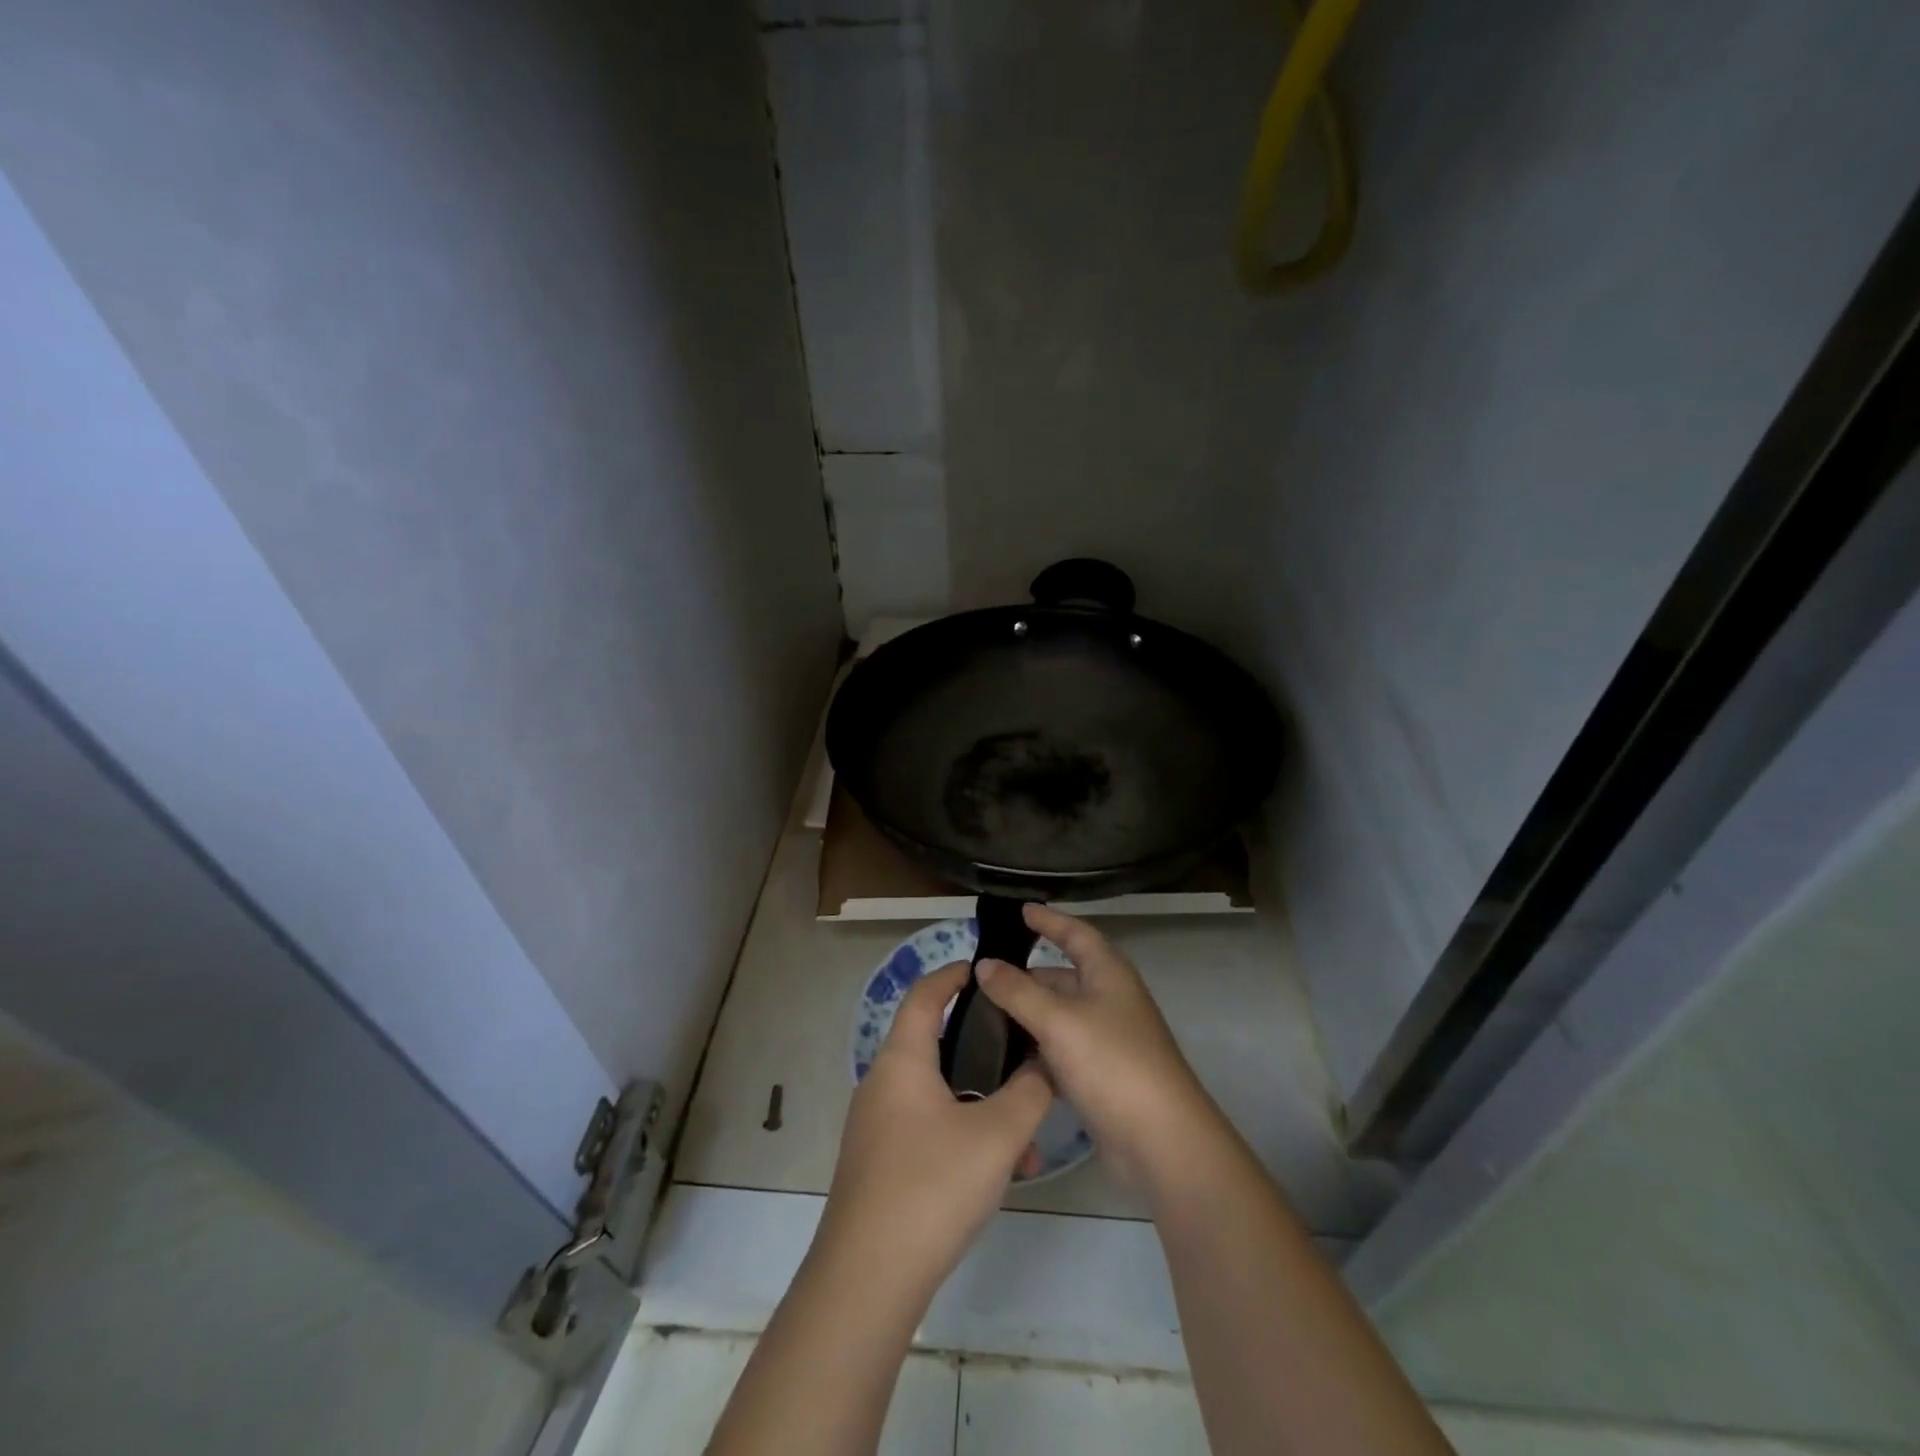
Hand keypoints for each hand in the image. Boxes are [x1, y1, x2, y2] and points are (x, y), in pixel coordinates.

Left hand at [820, 961, 1052, 1296]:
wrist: (868, 1279)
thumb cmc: (932, 1186)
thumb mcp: (997, 1135)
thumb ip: (1029, 1091)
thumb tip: (1045, 1064)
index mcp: (902, 1061)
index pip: (924, 995)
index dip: (952, 975)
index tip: (984, 969)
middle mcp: (882, 1084)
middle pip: (935, 1045)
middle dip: (983, 1051)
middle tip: (1022, 1057)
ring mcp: (877, 1126)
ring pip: (938, 1095)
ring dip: (981, 1106)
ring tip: (1025, 1140)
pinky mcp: (880, 1163)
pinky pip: (928, 1129)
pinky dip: (963, 1135)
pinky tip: (998, 1174)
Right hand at [976, 904, 1218, 1192]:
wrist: (1160, 1140)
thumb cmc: (1112, 1063)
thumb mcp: (1058, 1020)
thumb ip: (1017, 991)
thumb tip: (984, 964)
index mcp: (1108, 973)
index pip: (1075, 933)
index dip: (1049, 920)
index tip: (1021, 910)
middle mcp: (1109, 999)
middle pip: (1063, 976)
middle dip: (1026, 974)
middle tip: (983, 975)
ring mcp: (1106, 1038)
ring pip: (1058, 1015)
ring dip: (1027, 1014)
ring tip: (983, 1015)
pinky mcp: (1100, 1074)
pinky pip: (1061, 1049)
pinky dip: (1036, 1048)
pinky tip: (1006, 1056)